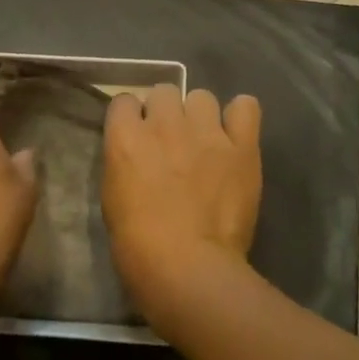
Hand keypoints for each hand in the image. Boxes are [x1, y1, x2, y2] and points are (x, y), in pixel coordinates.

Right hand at [102, 85, 262, 330]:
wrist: (188, 268)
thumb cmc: (138, 245)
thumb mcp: (112, 197)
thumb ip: (124, 163)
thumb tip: (135, 153)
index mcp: (125, 137)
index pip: (123, 100)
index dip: (132, 117)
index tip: (137, 135)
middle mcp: (164, 124)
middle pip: (164, 91)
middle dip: (165, 111)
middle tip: (171, 140)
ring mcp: (205, 132)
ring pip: (202, 96)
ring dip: (199, 115)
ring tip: (204, 140)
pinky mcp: (241, 146)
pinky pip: (246, 107)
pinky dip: (240, 116)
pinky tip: (235, 134)